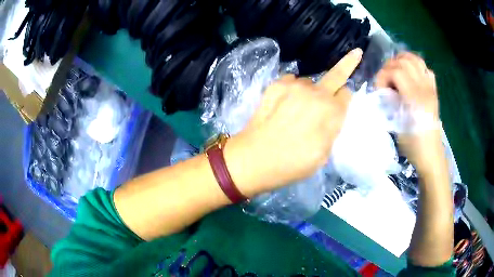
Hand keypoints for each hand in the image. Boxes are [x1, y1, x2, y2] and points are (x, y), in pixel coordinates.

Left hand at [224, 49, 362, 194]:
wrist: (253, 159)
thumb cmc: (291, 164)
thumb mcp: (323, 156)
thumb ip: (333, 130)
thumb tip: (334, 115)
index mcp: (332, 112)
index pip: (347, 94)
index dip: (346, 99)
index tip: (343, 101)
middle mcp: (316, 93)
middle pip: (336, 74)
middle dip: (348, 63)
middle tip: (355, 54)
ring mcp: (294, 86)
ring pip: (311, 82)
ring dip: (311, 91)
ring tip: (298, 109)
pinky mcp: (275, 84)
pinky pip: (292, 81)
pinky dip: (293, 89)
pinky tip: (284, 104)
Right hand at [375, 53, 445, 177]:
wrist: (431, 154)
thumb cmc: (413, 145)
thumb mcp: (397, 126)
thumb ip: (390, 103)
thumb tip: (384, 91)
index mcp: (415, 99)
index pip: (395, 71)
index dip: (383, 75)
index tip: (379, 89)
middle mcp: (424, 88)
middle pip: (404, 61)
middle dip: (390, 66)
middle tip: (385, 80)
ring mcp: (430, 87)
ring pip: (416, 59)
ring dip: (402, 60)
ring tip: (395, 70)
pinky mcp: (434, 90)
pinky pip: (425, 67)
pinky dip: (415, 65)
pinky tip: (410, 74)